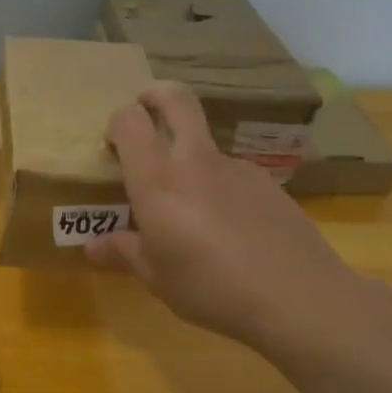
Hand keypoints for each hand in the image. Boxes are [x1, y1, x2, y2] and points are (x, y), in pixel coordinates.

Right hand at [86, 83, 367, 353]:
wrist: (298, 298)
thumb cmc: (210, 287)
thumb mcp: (157, 277)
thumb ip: (124, 252)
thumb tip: (93, 246)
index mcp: (157, 181)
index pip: (130, 122)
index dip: (118, 121)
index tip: (112, 142)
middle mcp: (195, 162)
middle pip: (177, 100)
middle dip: (157, 95)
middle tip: (145, 110)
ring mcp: (237, 168)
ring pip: (205, 145)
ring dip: (189, 158)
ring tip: (190, 211)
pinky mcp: (268, 184)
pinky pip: (232, 175)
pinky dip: (219, 189)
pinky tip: (229, 230)